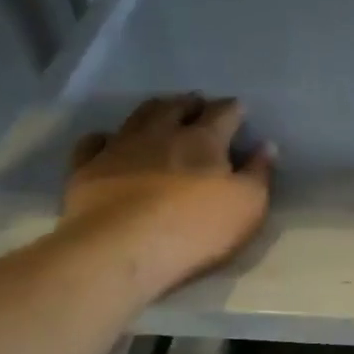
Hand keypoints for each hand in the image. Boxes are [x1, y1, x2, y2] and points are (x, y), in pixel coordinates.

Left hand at [61, 94, 273, 301]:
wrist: (121, 250)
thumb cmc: (195, 229)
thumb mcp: (247, 206)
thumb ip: (259, 174)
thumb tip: (266, 146)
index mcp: (203, 140)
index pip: (223, 113)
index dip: (233, 109)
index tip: (240, 109)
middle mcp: (160, 133)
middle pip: (176, 107)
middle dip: (191, 103)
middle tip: (198, 104)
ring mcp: (119, 147)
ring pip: (138, 116)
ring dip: (154, 110)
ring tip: (162, 111)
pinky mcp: (87, 168)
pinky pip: (94, 142)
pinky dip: (104, 138)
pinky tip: (108, 141)